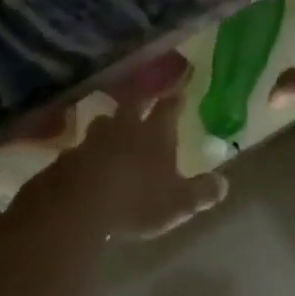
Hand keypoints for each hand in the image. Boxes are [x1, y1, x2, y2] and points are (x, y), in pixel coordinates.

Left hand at [48, 86, 226, 239]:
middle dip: (140, 104)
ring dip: (111, 124)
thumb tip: (224, 183)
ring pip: (104, 122)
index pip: (169, 108)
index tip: (180, 91)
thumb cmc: (138, 199)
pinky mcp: (70, 155)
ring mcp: (94, 138)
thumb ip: (201, 192)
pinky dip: (88, 151)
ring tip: (113, 128)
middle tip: (144, 104)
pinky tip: (88, 160)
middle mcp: (125, 127)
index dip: (175, 99)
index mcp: (155, 133)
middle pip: (133, 106)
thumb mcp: (179, 202)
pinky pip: (82, 147)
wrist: (80, 204)